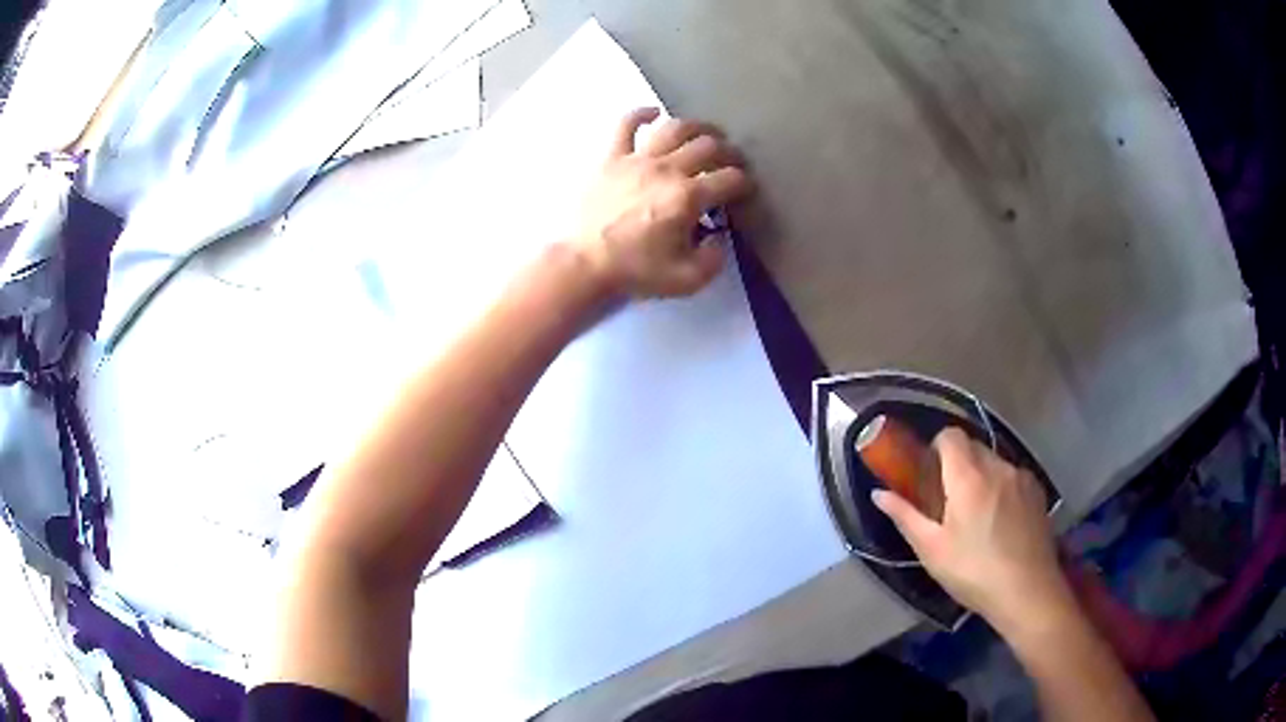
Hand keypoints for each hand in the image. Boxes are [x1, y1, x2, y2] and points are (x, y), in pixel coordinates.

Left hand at [573, 108, 754, 298]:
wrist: (583, 264)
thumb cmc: (634, 272)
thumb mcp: (687, 280)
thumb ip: (714, 258)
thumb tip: (719, 236)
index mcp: (688, 197)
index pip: (730, 179)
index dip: (745, 183)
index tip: (745, 190)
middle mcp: (667, 169)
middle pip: (708, 146)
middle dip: (729, 152)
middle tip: (732, 161)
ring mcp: (637, 158)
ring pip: (674, 127)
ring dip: (697, 127)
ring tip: (706, 133)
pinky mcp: (611, 157)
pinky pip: (625, 124)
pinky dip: (641, 114)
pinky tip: (653, 113)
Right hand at [872, 428, 1071, 632]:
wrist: (1027, 591)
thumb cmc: (973, 572)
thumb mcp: (932, 550)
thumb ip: (906, 516)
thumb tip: (879, 493)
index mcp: (968, 476)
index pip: (950, 435)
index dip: (936, 447)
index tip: (928, 474)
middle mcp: (997, 466)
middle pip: (973, 447)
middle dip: (957, 465)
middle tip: (947, 500)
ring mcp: (1021, 477)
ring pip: (994, 462)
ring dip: (981, 477)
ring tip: (977, 516)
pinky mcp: (1037, 491)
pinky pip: (1012, 476)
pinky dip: (1001, 488)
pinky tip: (1001, 522)